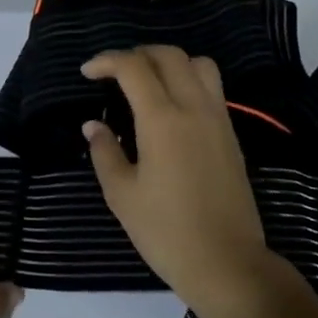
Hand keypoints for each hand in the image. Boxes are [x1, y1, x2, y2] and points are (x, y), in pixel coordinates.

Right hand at [82, 46, 277, 317]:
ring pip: (198, 64)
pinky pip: (212, 88)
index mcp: (163, 120)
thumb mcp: (122, 195)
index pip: (134, 67)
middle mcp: (194, 108)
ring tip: (147, 82)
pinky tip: (170, 106)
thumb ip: (105, 152)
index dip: (106, 61)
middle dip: (137, 54)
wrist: (227, 264)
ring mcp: (218, 119)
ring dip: (169, 62)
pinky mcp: (231, 134)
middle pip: (169, 55)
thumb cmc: (166, 232)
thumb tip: (93, 125)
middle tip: (113, 73)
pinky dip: (188, 80)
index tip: (87, 73)